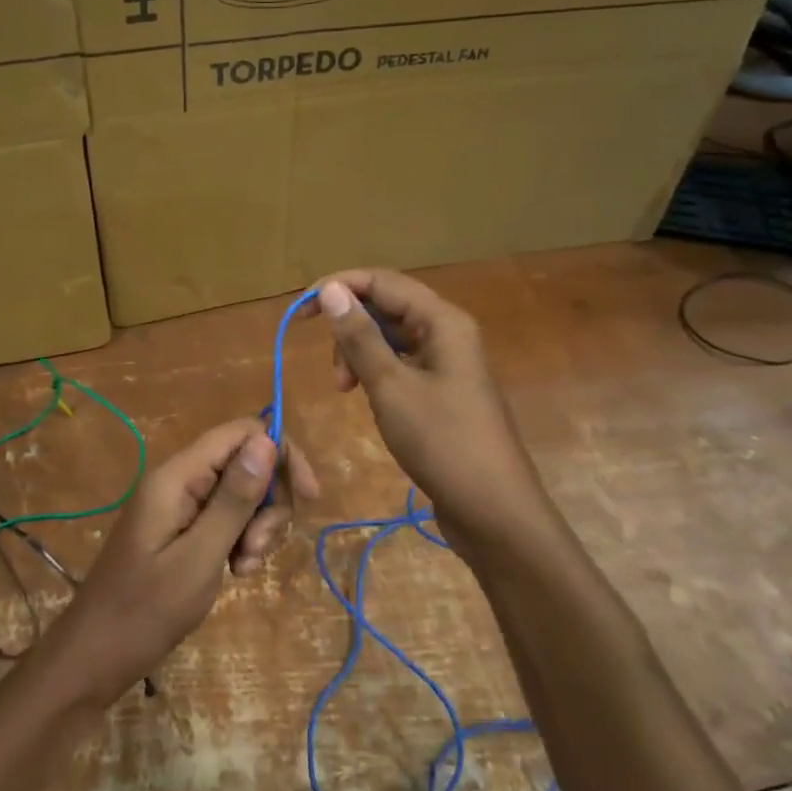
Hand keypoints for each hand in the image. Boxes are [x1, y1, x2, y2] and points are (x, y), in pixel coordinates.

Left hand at [58, 418, 318, 696]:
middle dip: (268, 502)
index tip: (308, 497)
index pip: (242, 433)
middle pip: (247, 462)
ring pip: (243, 493)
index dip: (281, 454)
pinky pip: (227, 518)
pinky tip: (237, 573)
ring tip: (244, 568)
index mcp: (177, 476)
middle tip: (257, 549)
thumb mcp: (200, 556)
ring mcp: (181, 505)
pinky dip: (242, 541)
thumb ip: (234, 499)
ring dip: (257, 527)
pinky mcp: (184, 529)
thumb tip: (267, 440)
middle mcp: (180, 480)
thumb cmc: (146, 610)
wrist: (97, 656)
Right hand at [315, 269, 550, 554]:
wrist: (491, 508)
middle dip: (350, 329)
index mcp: (442, 321)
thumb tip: (329, 290)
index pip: (382, 281)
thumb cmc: (441, 442)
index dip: (338, 287)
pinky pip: (401, 364)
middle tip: (335, 374)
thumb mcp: (391, 387)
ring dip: (360, 354)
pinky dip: (377, 373)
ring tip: (346, 391)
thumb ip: (359, 337)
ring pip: (391, 338)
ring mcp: (448, 362)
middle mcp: (448, 332)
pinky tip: (367, 397)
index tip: (300, 313)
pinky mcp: (443, 390)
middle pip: (387, 307)